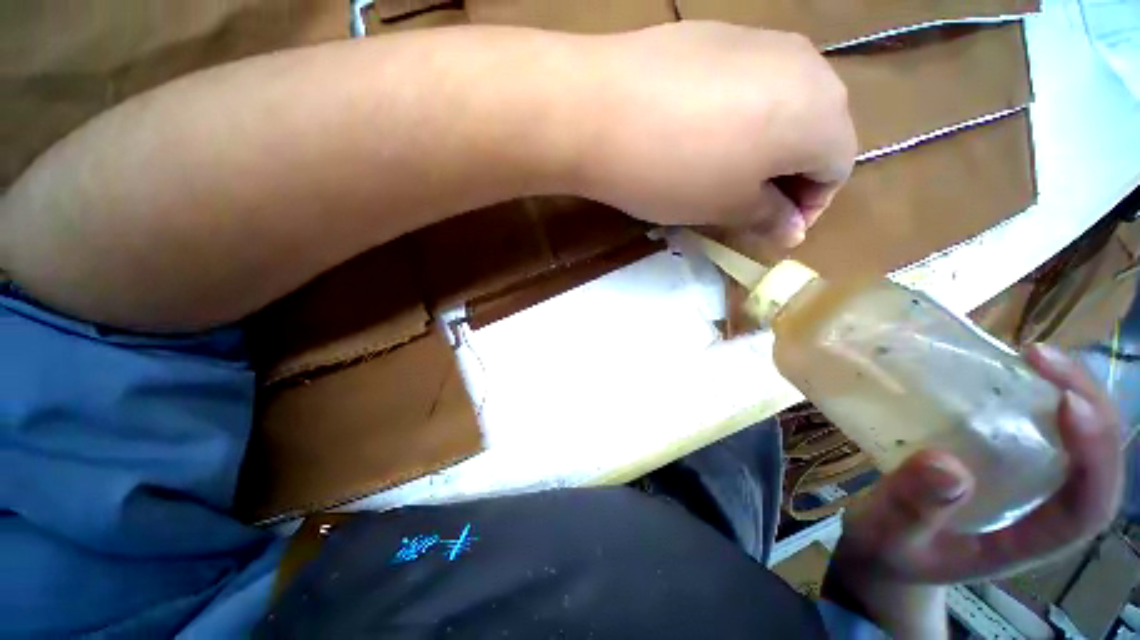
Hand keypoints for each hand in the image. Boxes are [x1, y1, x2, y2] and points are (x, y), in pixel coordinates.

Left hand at [573, 22, 856, 247]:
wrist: (599, 111)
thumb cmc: (675, 171)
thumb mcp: (726, 207)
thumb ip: (768, 217)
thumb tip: (791, 229)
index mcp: (822, 112)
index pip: (837, 169)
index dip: (809, 206)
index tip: (772, 229)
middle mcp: (806, 62)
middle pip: (814, 131)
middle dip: (786, 176)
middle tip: (745, 206)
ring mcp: (759, 39)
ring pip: (780, 104)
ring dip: (762, 146)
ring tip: (718, 174)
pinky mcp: (717, 34)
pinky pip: (745, 84)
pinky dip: (736, 117)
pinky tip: (696, 136)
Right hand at [823, 343, 1122, 635]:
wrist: (884, 551)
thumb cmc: (890, 551)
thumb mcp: (890, 537)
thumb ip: (912, 510)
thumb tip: (948, 466)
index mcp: (1028, 541)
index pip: (1090, 504)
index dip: (1095, 455)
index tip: (1066, 403)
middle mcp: (1043, 509)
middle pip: (1096, 460)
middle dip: (1087, 404)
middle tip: (1041, 357)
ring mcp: (1027, 485)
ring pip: (1078, 439)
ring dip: (1068, 391)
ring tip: (1031, 355)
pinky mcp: (1004, 465)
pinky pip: (1039, 428)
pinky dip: (1035, 395)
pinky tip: (1006, 374)